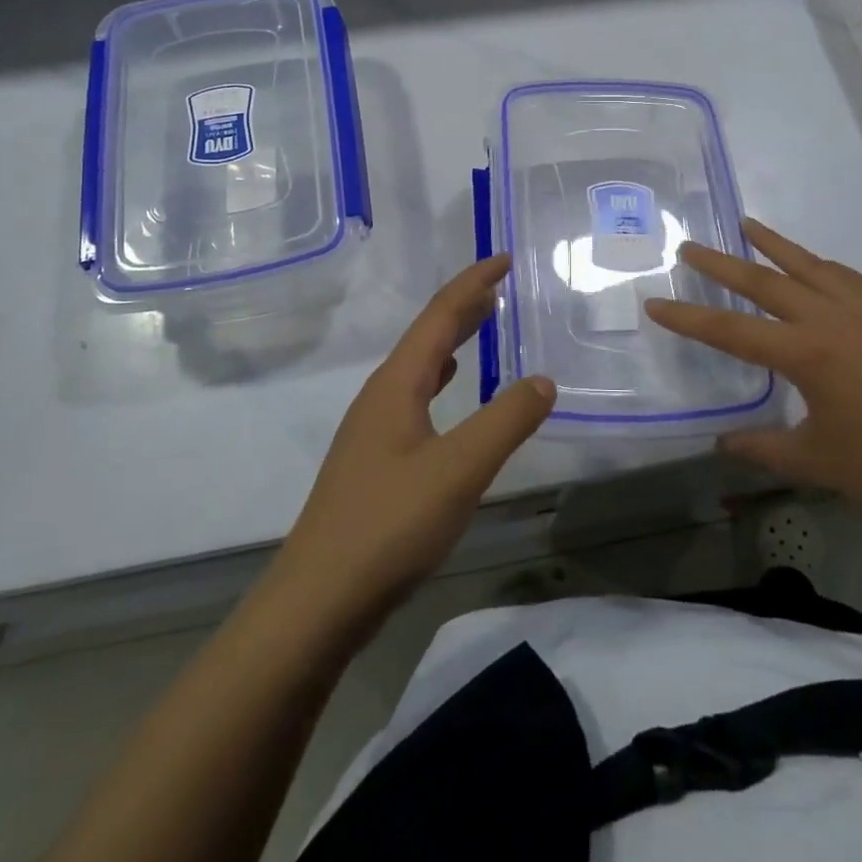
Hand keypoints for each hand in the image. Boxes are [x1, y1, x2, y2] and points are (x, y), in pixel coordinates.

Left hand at [271, 256, 555, 630]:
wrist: (318, 601)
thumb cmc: (389, 525)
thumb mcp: (459, 470)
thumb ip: (505, 422)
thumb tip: (543, 381)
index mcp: (397, 384)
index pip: (439, 316)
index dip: (472, 284)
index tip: (503, 259)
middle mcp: (381, 396)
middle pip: (425, 335)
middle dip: (463, 306)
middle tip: (499, 287)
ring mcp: (373, 430)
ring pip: (419, 367)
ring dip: (451, 340)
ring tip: (481, 326)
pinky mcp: (374, 461)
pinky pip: (415, 397)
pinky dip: (440, 379)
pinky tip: (447, 391)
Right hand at [644, 219, 861, 527]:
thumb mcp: (820, 464)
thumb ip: (764, 448)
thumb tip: (723, 443)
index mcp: (806, 352)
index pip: (731, 331)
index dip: (689, 318)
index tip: (655, 303)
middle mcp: (830, 319)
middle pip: (764, 281)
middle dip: (721, 263)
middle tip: (689, 246)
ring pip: (808, 265)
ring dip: (773, 244)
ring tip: (747, 224)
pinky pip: (843, 276)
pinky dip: (817, 263)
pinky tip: (813, 266)